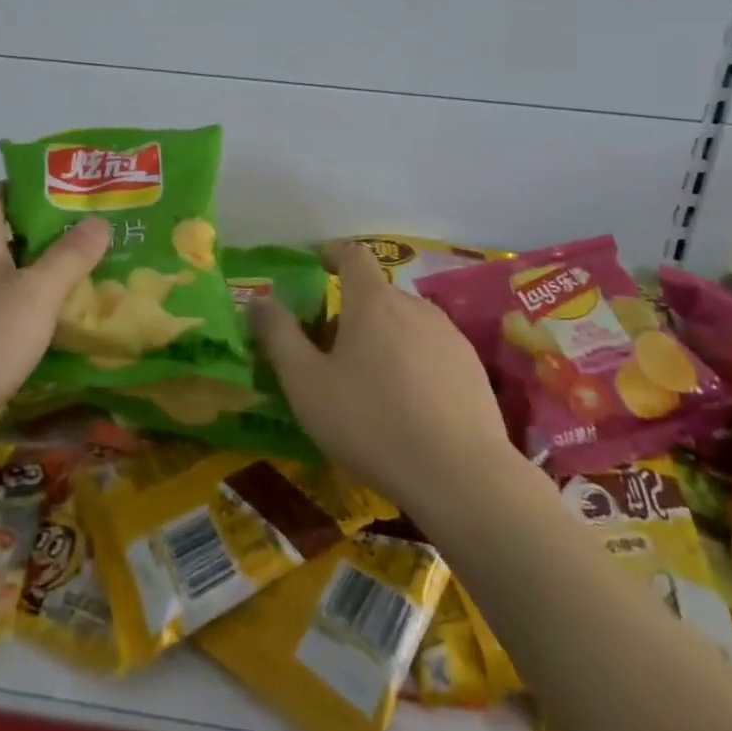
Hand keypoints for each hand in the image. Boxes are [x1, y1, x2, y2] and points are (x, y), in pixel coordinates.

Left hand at [0, 184, 109, 458]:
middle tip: (89, 244)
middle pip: (0, 234)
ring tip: (78, 285)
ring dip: (33, 277)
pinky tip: (44, 331)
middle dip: (44, 237)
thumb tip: (97, 220)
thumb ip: (70, 256)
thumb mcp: (37, 295)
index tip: (70, 203)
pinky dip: (16, 311)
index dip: (30, 190)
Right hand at [248, 240, 518, 519]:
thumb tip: (259, 301)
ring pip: (405, 323)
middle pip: (376, 295)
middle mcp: (414, 306)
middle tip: (330, 351)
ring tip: (368, 382)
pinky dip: (412, 362)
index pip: (353, 256)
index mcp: (372, 301)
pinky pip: (431, 350)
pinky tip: (408, 405)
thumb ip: (278, 336)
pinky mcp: (472, 368)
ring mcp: (449, 335)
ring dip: (383, 338)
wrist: (461, 476)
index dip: (333, 254)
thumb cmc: (371, 422)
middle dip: (350, 312)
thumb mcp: (306, 383)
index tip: (318, 263)